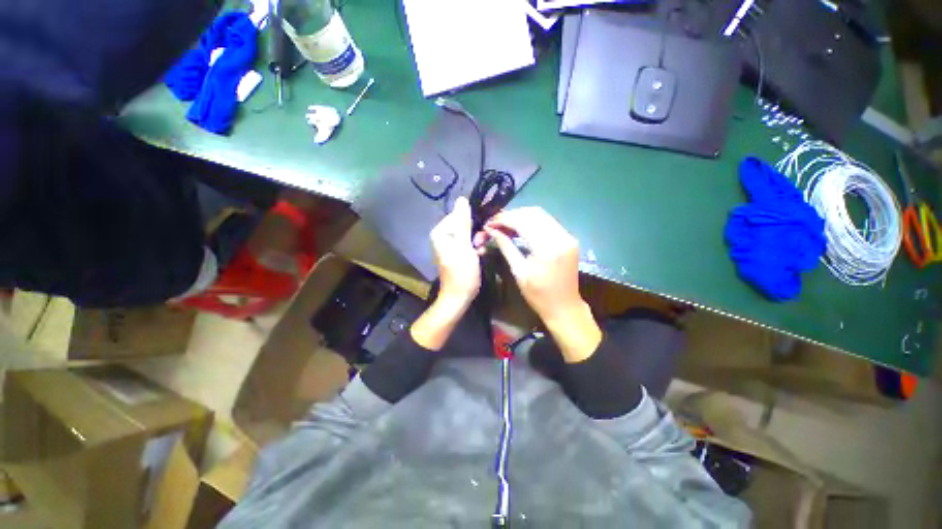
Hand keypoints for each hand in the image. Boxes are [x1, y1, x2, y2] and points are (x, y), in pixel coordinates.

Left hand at [411, 197, 482, 350]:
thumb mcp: (464, 245)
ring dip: (477, 240)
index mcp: (441, 232)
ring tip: (481, 250)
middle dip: (475, 232)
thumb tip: (462, 199)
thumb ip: (463, 222)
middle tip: (481, 243)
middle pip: (463, 224)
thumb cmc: (462, 271)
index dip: (473, 221)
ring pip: (468, 234)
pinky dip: (475, 247)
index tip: (483, 231)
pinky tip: (480, 254)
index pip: (459, 215)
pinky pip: (467, 243)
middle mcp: (442, 236)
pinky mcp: (456, 252)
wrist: (459, 296)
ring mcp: (449, 245)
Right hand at [485, 207, 600, 361]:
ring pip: (541, 214)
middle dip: (511, 215)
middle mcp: (560, 237)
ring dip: (521, 216)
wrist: (564, 307)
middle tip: (495, 222)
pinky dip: (532, 221)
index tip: (489, 223)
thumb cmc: (538, 295)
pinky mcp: (569, 238)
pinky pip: (548, 222)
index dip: (503, 219)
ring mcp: (567, 236)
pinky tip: (520, 227)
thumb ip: (506, 247)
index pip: (523, 222)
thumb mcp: (519, 272)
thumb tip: (492, 230)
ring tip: (505, 224)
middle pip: (533, 213)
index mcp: (547, 249)